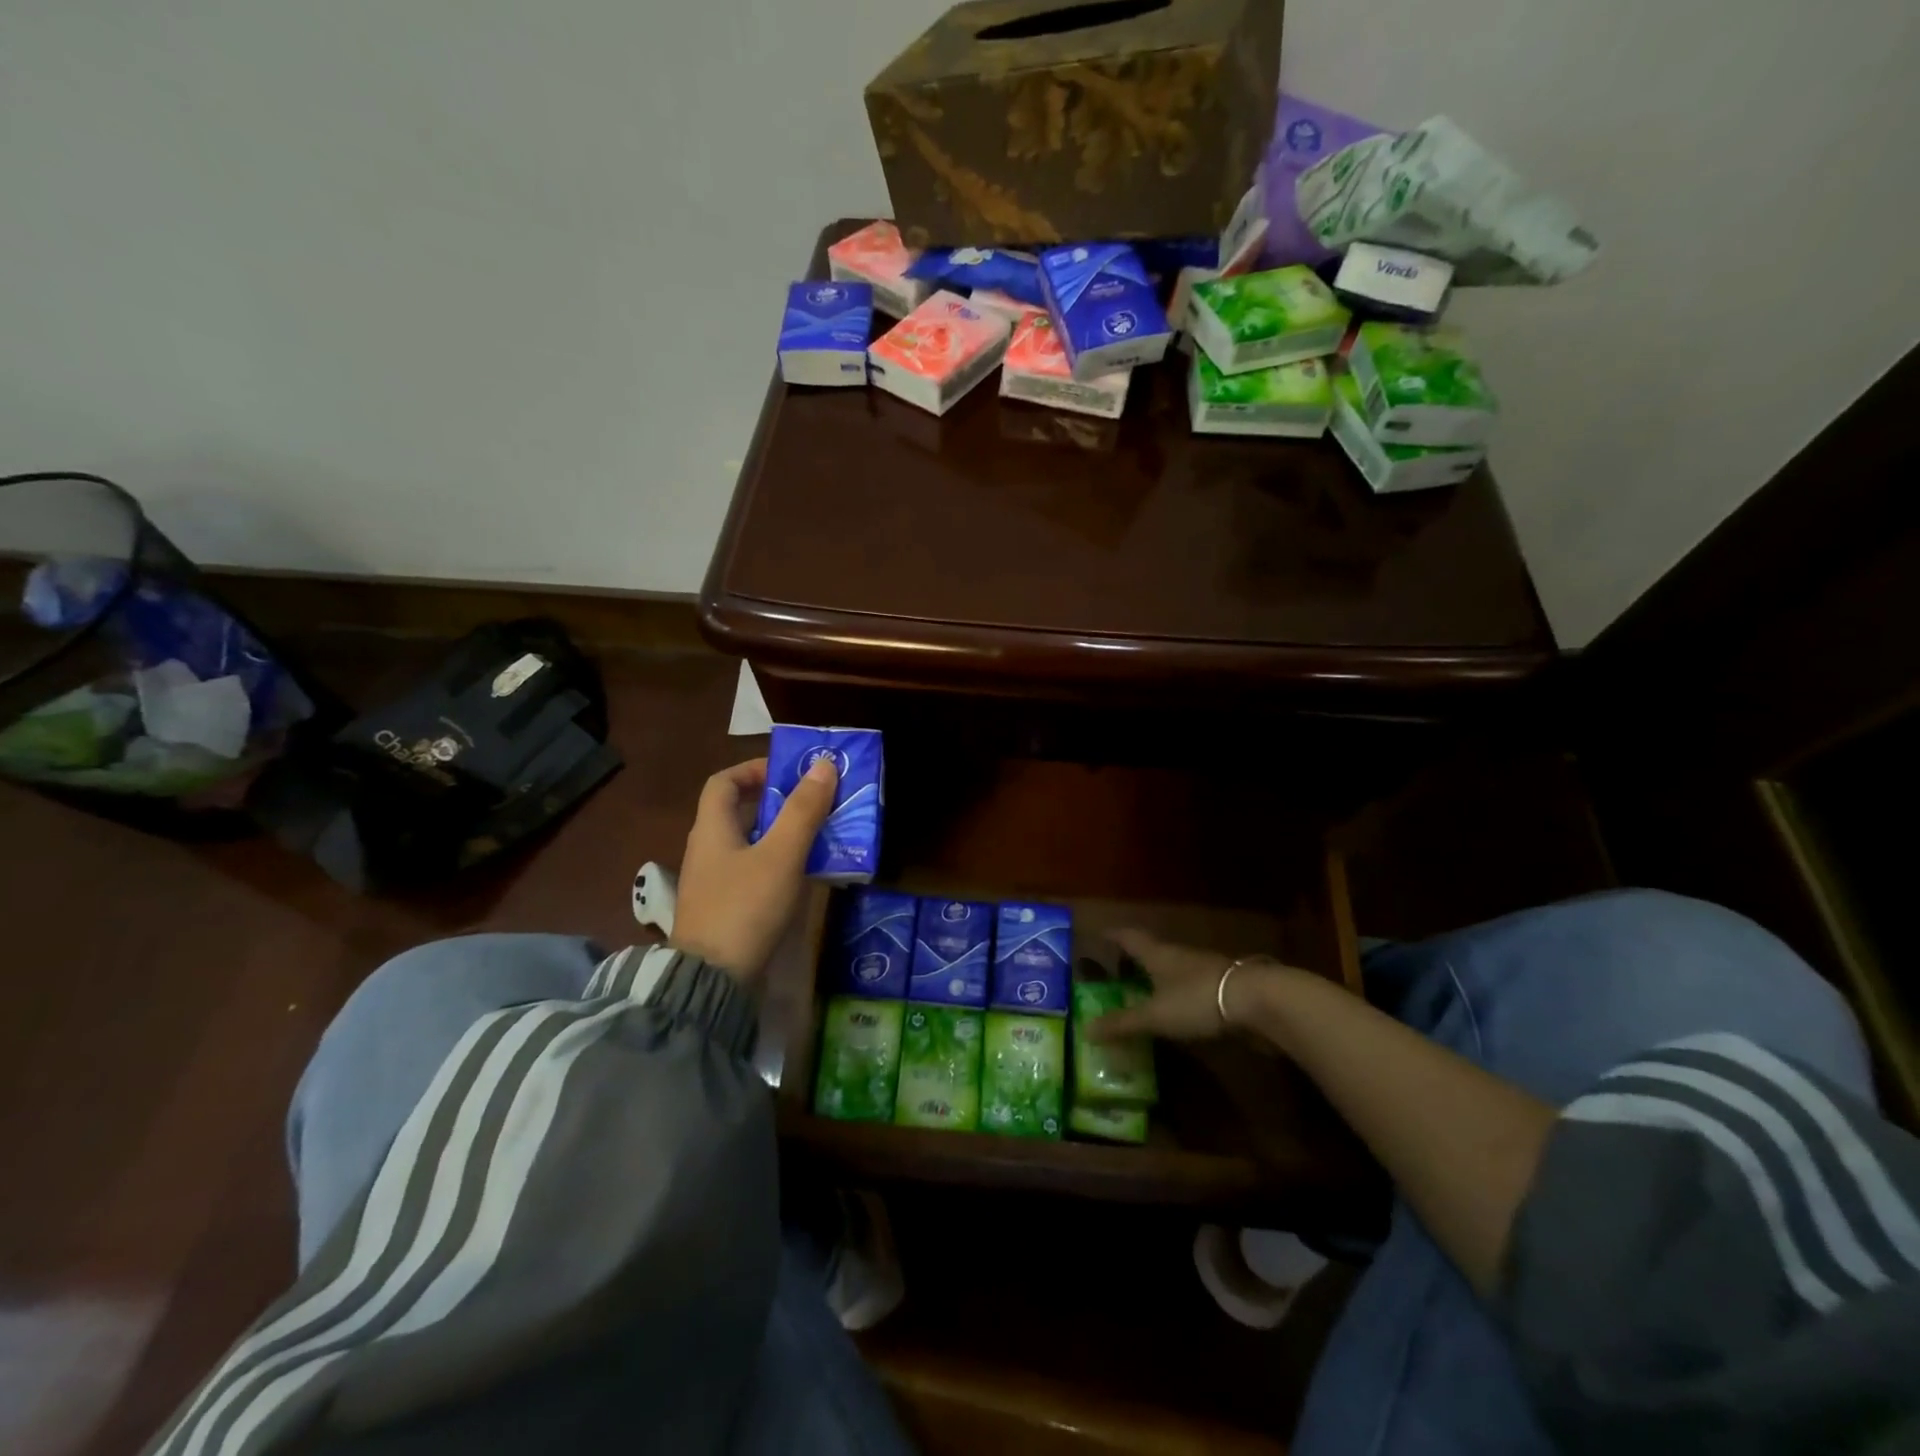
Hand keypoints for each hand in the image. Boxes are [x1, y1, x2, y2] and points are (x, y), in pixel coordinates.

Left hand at [671, 755, 838, 983]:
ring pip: (751, 844)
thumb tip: (823, 764)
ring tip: (821, 835)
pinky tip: (807, 875)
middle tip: (816, 803)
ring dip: (783, 834)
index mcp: (712, 829)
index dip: (753, 769)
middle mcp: (708, 850)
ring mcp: (715, 883)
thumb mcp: (781, 855)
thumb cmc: (745, 907)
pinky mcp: (726, 909)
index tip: (789, 772)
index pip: (723, 782)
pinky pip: (754, 872)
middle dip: (778, 803)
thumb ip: (803, 811)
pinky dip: (780, 864)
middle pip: (739, 812)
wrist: (712, 981)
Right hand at [1086, 930, 1288, 1042]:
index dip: (1112, 935)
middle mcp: (1178, 955)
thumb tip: (1085, 1029)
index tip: (1098, 933)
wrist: (1258, 1002)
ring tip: (1141, 991)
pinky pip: (1189, 986)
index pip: (1128, 937)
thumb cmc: (1197, 999)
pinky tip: (1175, 1010)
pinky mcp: (1222, 988)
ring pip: (1172, 968)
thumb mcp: (1155, 1015)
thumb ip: (1123, 1023)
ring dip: (1156, 977)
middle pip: (1151, 951)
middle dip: (1133, 958)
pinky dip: (1176, 994)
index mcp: (1157, 954)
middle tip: (1115, 969)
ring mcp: (1203, 970)